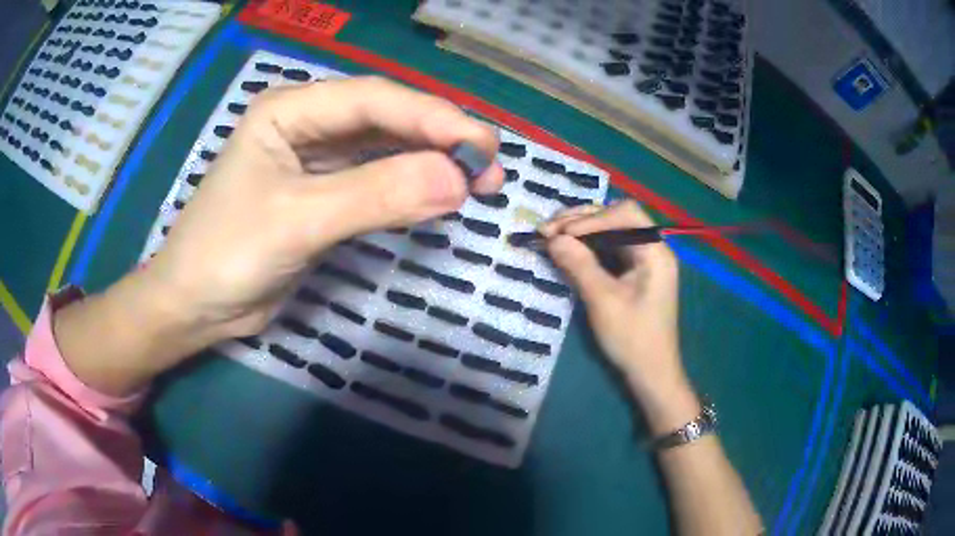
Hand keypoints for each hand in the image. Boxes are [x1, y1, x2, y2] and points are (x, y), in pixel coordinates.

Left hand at [54, 77, 502, 394]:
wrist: (195, 307)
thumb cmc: (226, 254)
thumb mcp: (298, 221)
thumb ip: (376, 195)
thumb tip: (458, 181)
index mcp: (290, 109)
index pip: (373, 100)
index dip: (433, 118)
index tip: (484, 147)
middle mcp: (306, 124)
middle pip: (384, 119)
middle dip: (438, 139)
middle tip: (491, 167)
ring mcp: (316, 160)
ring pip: (384, 149)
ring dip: (430, 164)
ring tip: (478, 182)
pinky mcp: (323, 195)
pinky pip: (375, 181)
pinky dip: (408, 188)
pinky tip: (438, 195)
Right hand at [540, 200, 698, 432]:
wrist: (651, 373)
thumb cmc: (632, 338)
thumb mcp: (603, 301)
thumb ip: (579, 265)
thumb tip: (553, 238)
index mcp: (655, 252)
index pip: (623, 215)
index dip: (590, 218)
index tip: (559, 232)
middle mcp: (652, 248)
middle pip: (617, 217)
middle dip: (581, 219)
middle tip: (547, 229)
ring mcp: (643, 260)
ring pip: (611, 230)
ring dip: (581, 230)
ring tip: (551, 235)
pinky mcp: (634, 272)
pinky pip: (609, 248)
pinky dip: (587, 245)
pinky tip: (568, 248)